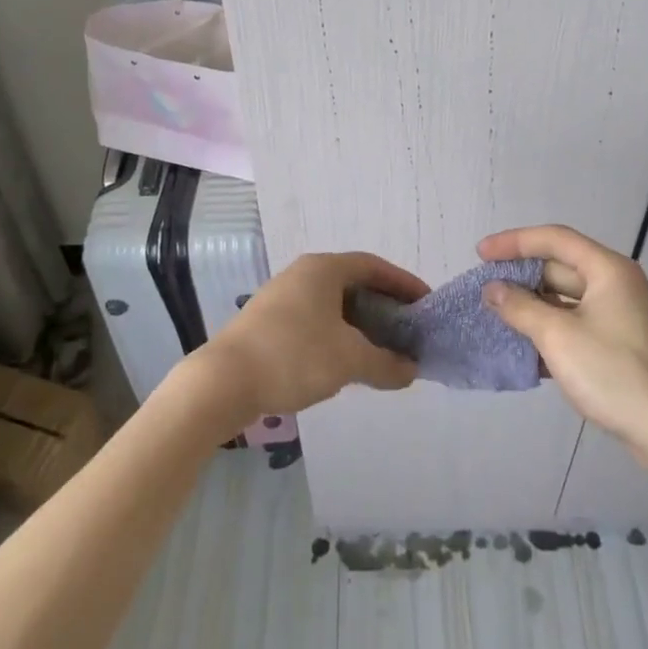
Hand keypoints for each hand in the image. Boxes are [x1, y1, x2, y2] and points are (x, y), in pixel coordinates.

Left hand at [195, 252, 425, 424]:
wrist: (222, 382)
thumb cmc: (293, 356)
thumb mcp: (349, 360)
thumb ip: (386, 364)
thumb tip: (412, 371)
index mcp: (324, 268)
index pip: (374, 266)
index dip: (403, 283)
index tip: (426, 304)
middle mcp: (303, 273)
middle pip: (354, 283)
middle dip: (384, 306)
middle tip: (408, 330)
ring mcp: (282, 296)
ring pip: (333, 304)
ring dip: (360, 323)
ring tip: (382, 349)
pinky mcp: (268, 321)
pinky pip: (315, 319)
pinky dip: (337, 334)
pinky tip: (344, 361)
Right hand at [478, 224, 647, 453]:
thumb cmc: (614, 373)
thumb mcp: (558, 336)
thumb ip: (520, 308)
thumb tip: (493, 289)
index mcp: (607, 269)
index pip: (554, 239)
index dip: (513, 242)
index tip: (481, 254)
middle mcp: (616, 284)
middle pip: (560, 266)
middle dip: (521, 276)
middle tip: (485, 288)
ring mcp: (620, 315)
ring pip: (567, 299)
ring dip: (533, 306)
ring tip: (497, 316)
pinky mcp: (620, 344)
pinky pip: (577, 324)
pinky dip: (550, 329)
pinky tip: (524, 348)